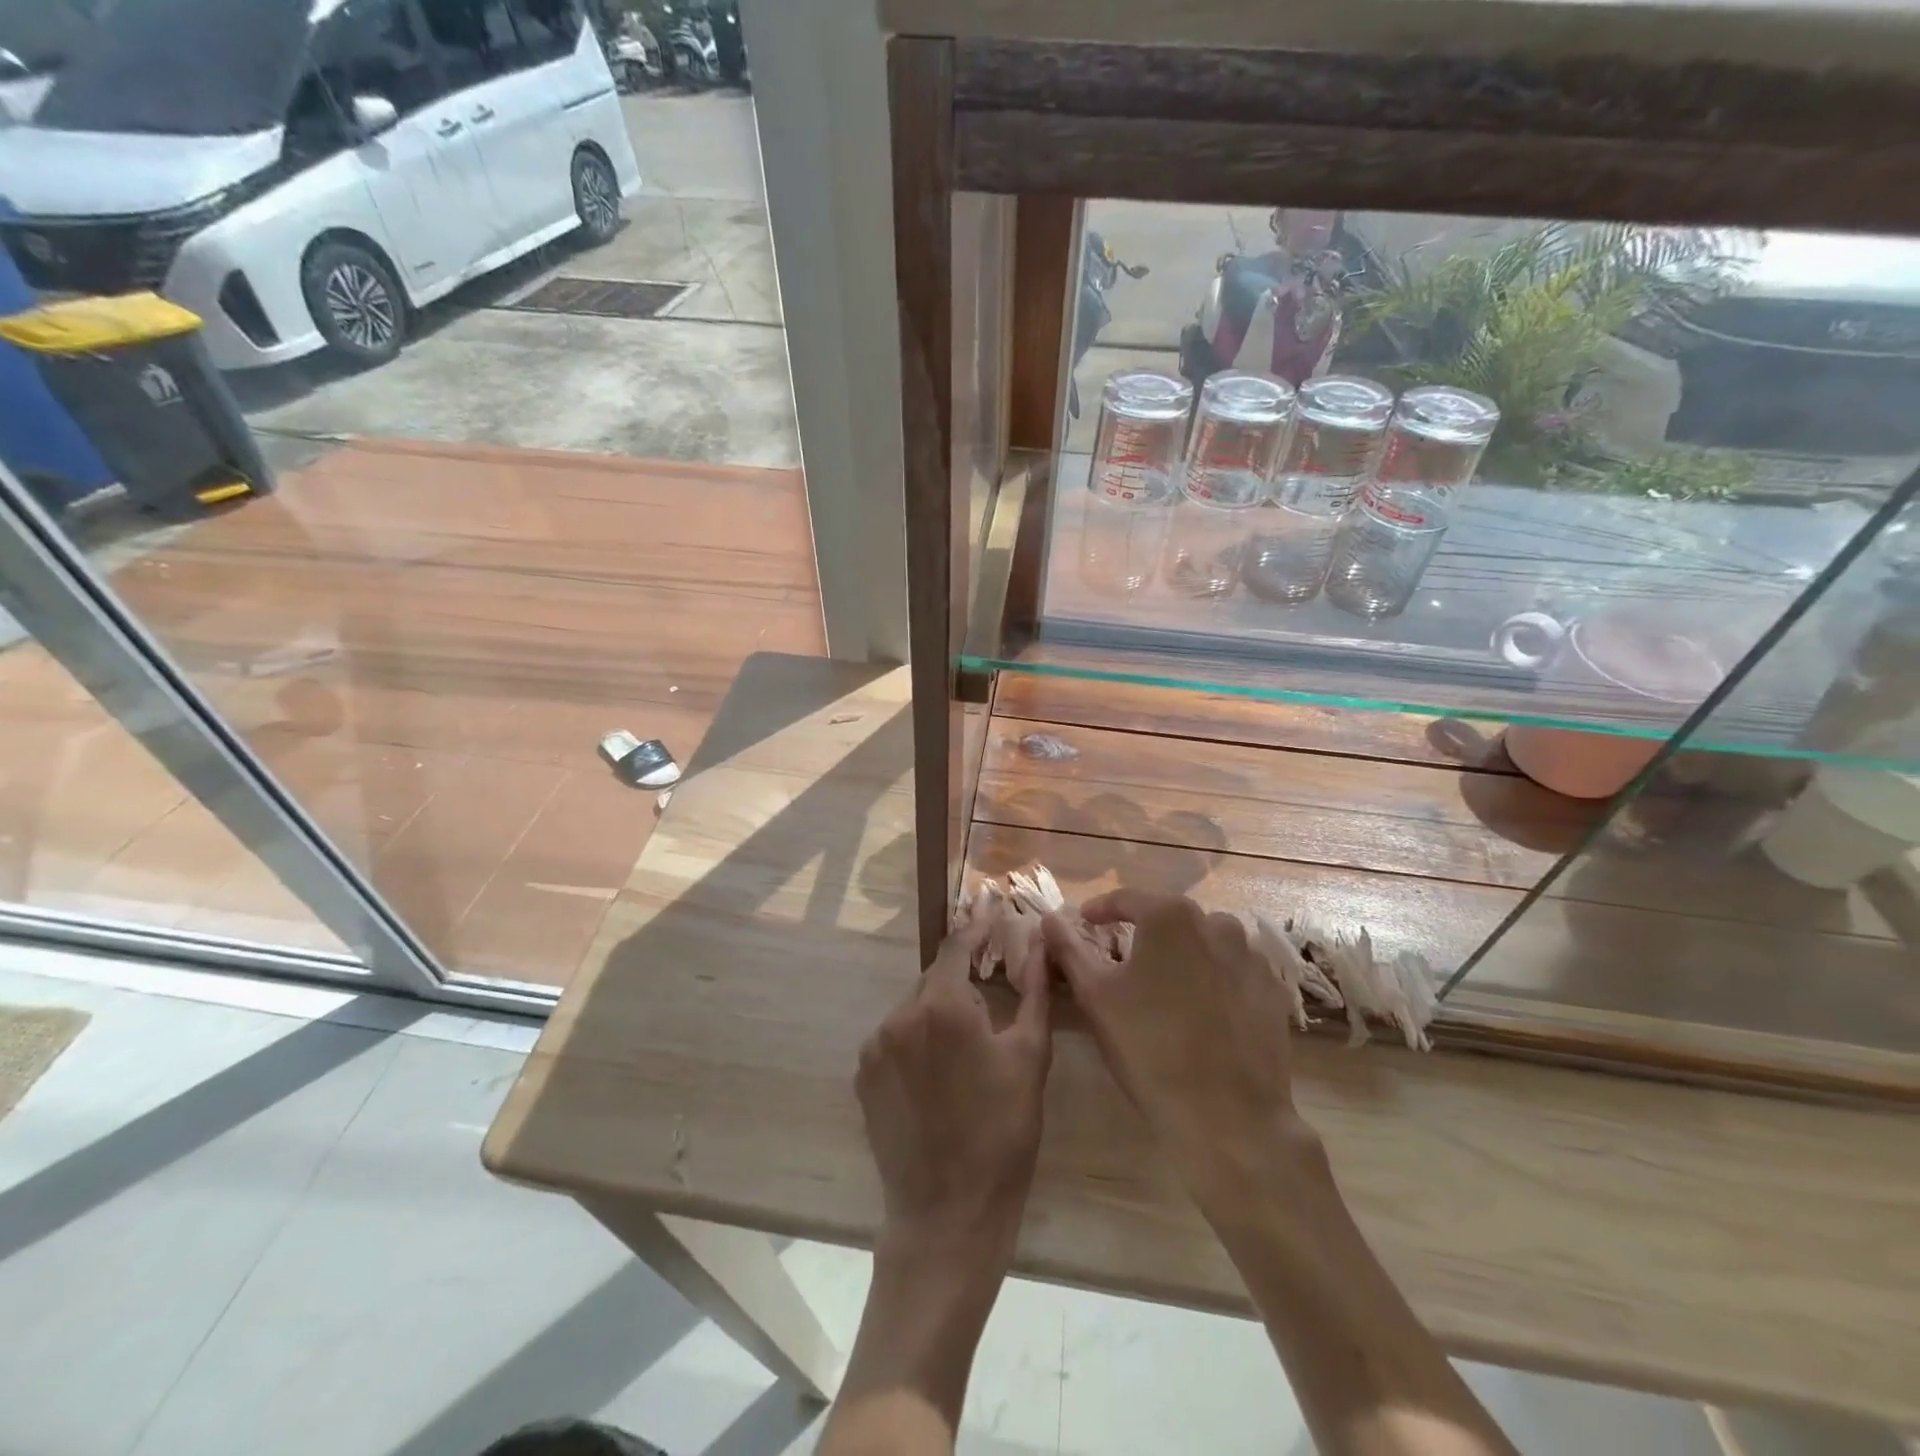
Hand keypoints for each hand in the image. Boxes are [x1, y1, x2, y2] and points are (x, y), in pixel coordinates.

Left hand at [856, 919, 1051, 1260]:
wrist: (948, 1216)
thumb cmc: (1003, 1134)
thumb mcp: (1030, 1058)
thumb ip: (1034, 991)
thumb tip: (1041, 944)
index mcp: (943, 1006)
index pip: (957, 945)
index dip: (976, 924)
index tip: (990, 905)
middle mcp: (900, 1015)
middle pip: (935, 976)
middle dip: (961, 975)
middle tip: (989, 987)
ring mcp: (875, 1046)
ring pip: (913, 1006)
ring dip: (939, 1009)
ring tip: (967, 1041)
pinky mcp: (863, 1075)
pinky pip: (894, 1037)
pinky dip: (917, 1037)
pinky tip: (939, 1070)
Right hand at [1042, 891, 1316, 1203]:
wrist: (1229, 1117)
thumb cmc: (1149, 1048)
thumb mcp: (1096, 996)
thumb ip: (1069, 950)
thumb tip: (1049, 919)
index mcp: (1170, 916)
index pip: (1126, 899)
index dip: (1099, 911)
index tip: (1083, 924)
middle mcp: (1216, 923)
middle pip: (1168, 919)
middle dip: (1143, 934)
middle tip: (1122, 963)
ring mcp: (1251, 957)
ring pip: (1205, 942)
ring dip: (1181, 955)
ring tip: (1164, 988)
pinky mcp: (1273, 991)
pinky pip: (1233, 971)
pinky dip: (1213, 979)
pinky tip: (1201, 1010)